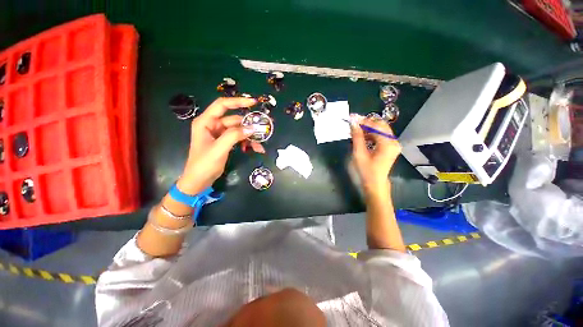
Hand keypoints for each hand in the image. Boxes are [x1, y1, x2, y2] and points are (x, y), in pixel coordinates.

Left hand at [176, 97, 264, 194]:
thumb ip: (234, 136)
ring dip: (250, 136)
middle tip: (262, 129)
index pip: (223, 105)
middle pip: (234, 119)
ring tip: (259, 145)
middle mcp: (213, 125)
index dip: (238, 101)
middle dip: (248, 125)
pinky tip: (255, 149)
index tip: (254, 102)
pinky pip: (239, 138)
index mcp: (206, 122)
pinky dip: (247, 142)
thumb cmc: (204, 164)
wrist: (199, 181)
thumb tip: (252, 128)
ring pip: (238, 130)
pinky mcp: (225, 142)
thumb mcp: (219, 149)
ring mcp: (219, 134)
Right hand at [350, 115, 400, 194]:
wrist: (375, 183)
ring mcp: (393, 144)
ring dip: (368, 128)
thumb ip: (357, 137)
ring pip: (381, 130)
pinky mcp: (390, 147)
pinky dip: (371, 134)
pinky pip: (381, 135)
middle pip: (380, 125)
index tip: (352, 117)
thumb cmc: (366, 171)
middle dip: (366, 123)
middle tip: (353, 124)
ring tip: (356, 131)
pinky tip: (363, 137)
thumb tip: (353, 122)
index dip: (363, 121)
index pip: (376, 126)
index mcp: (388, 143)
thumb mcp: (359, 153)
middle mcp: (394, 141)